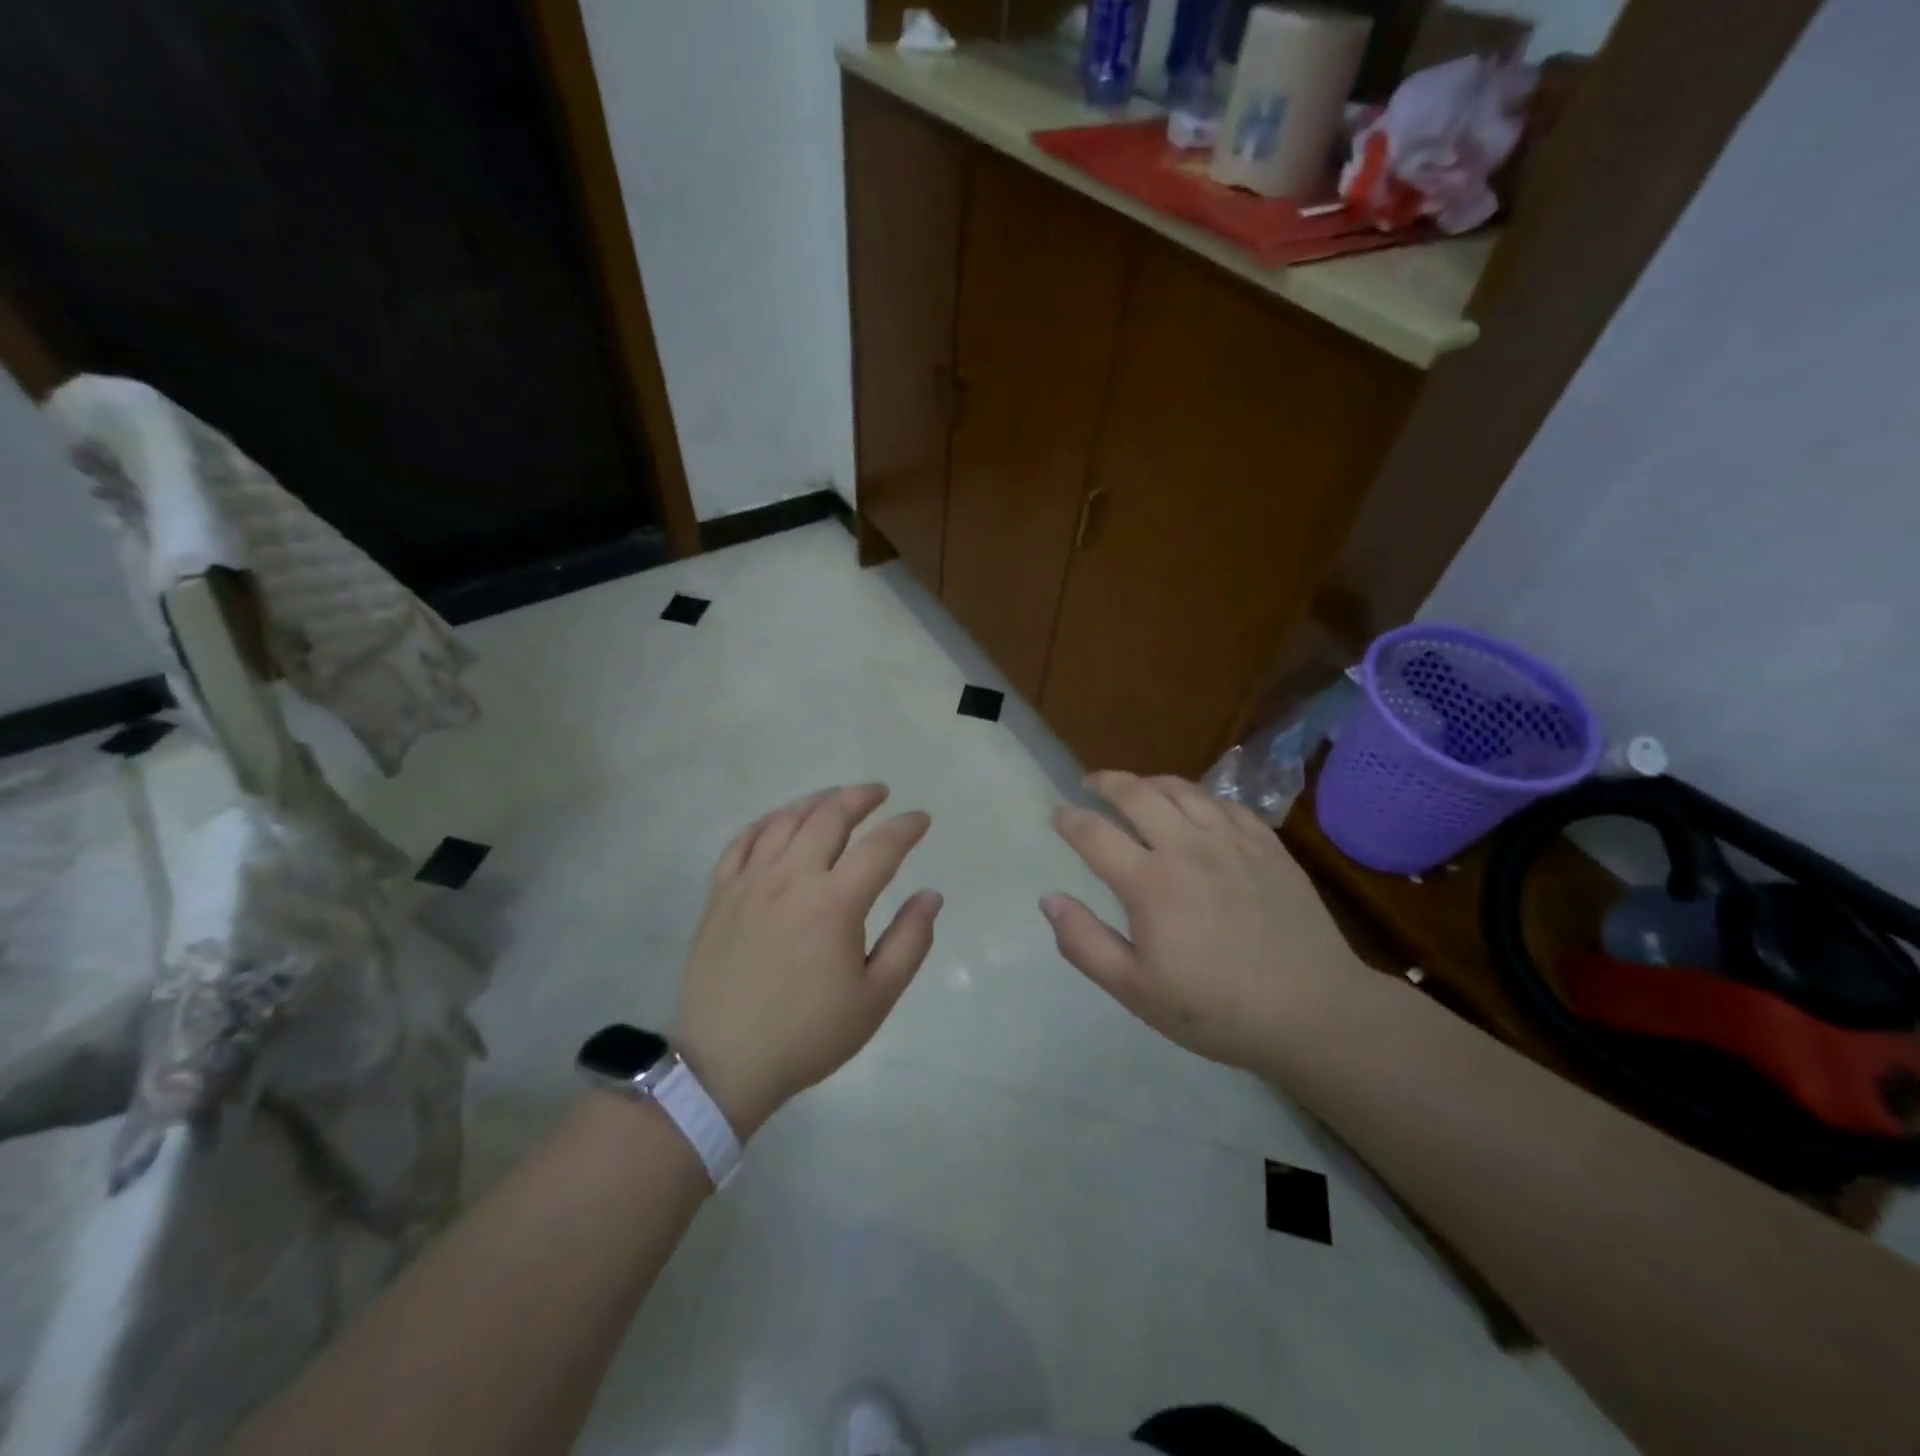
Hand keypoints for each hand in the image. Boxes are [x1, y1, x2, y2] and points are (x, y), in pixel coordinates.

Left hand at [671, 784, 939, 1137]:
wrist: (724, 1062)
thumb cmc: (808, 1034)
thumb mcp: (875, 998)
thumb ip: (910, 942)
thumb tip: (931, 895)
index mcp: (834, 903)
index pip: (880, 847)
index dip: (906, 827)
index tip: (921, 819)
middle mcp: (791, 878)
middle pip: (830, 816)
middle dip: (861, 797)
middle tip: (880, 793)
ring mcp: (749, 882)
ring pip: (785, 820)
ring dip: (817, 801)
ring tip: (836, 798)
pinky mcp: (720, 893)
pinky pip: (742, 840)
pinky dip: (767, 821)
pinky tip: (780, 821)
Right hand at [1041, 771, 1363, 1071]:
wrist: (1313, 1012)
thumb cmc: (1216, 1008)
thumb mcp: (1136, 991)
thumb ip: (1085, 943)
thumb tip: (1048, 899)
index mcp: (1150, 882)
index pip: (1095, 834)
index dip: (1070, 820)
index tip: (1057, 815)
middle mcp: (1187, 847)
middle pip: (1137, 793)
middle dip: (1106, 782)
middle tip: (1090, 783)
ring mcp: (1232, 841)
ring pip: (1182, 789)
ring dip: (1150, 782)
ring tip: (1137, 789)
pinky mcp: (1268, 845)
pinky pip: (1226, 804)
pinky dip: (1199, 797)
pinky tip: (1196, 809)